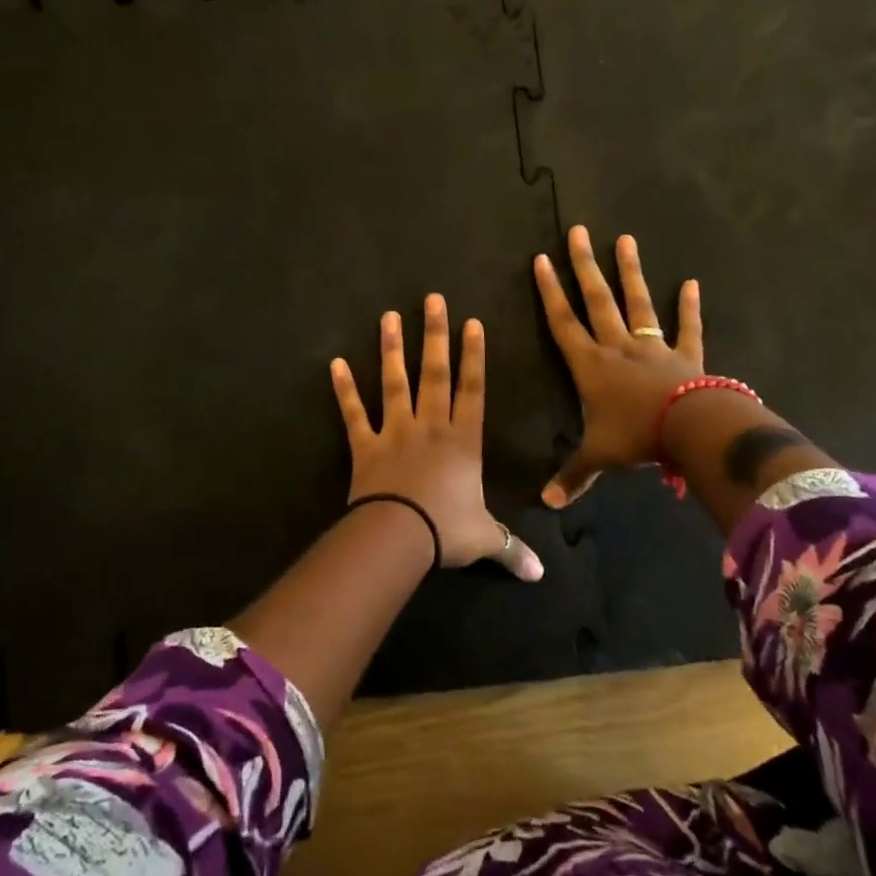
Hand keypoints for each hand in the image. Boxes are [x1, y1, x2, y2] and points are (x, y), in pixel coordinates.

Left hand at [330, 294, 543, 579]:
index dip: (474, 355)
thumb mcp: (485, 539)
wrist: (400, 536)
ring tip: (388, 317)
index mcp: (463, 440)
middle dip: (435, 335)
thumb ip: (511, 549)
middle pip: (435, 373)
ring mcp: (395, 431)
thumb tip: (540, 575)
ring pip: (395, 383)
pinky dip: (344, 390)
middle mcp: (430, 426)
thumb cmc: (447, 530)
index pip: (473, 389)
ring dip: (392, 349)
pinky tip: (335, 364)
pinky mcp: (365, 445)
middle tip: (432, 300)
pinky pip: (354, 413)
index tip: (472, 322)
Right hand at [533, 226, 704, 507]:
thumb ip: (572, 476)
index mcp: (590, 365)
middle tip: (578, 232)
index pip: (563, 322)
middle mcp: (618, 347)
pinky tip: (692, 283)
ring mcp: (653, 347)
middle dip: (584, 266)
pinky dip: (690, 307)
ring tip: (624, 239)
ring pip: (637, 303)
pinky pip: (687, 328)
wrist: (691, 430)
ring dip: (629, 272)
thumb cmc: (637, 436)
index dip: (550, 292)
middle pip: (597, 300)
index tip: (542, 260)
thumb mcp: (598, 456)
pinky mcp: (686, 354)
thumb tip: (545, 504)